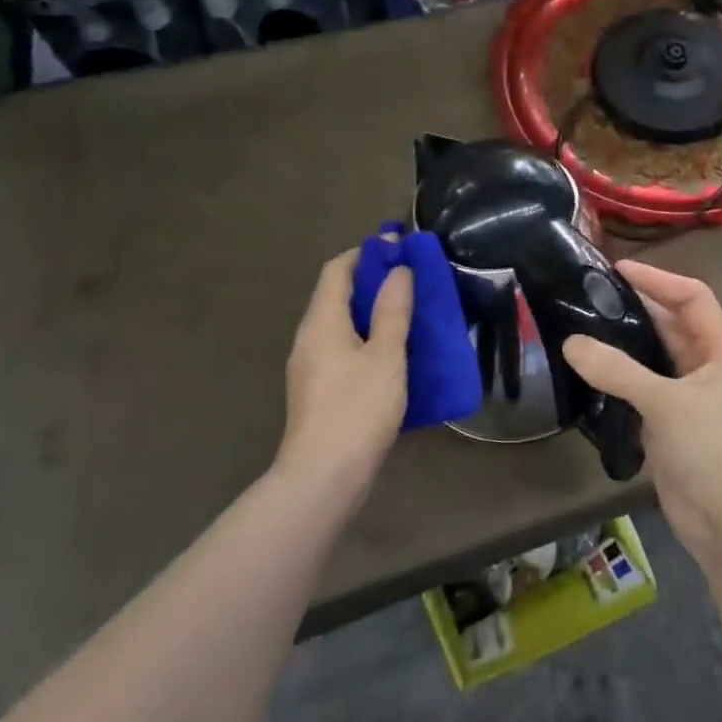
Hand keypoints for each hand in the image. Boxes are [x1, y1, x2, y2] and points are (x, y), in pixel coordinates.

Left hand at [276, 249, 412, 490]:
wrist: (323, 476)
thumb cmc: (357, 409)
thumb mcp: (386, 356)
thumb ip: (393, 311)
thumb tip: (398, 270)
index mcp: (322, 321)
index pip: (338, 269)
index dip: (367, 252)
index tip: (399, 245)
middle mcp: (309, 337)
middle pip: (337, 294)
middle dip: (373, 279)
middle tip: (412, 277)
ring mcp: (311, 365)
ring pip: (342, 322)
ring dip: (372, 309)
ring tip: (409, 310)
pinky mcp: (319, 389)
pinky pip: (344, 347)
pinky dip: (368, 336)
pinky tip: (394, 351)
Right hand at [562, 262, 721, 556]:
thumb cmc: (712, 451)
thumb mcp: (666, 403)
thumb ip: (618, 371)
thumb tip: (571, 343)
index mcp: (721, 351)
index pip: (693, 297)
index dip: (659, 279)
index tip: (618, 269)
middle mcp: (707, 368)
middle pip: (671, 324)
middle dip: (636, 307)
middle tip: (589, 294)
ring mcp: (688, 398)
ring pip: (654, 358)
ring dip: (624, 343)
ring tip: (581, 324)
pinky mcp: (670, 425)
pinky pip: (642, 389)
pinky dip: (618, 377)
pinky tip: (588, 369)